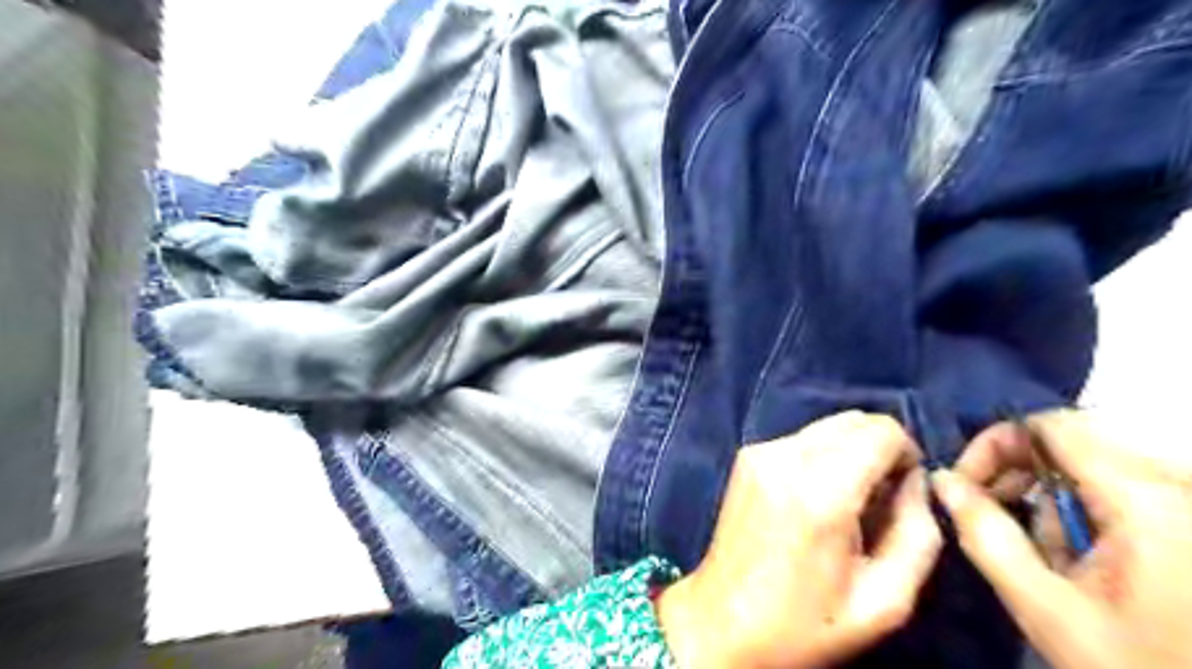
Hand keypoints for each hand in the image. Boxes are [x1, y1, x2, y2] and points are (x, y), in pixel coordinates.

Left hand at [651, 411, 940, 665]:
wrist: (722, 621)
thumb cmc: (805, 623)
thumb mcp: (886, 601)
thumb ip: (918, 533)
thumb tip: (916, 481)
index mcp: (821, 490)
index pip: (882, 431)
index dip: (907, 455)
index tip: (904, 493)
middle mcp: (786, 457)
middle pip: (855, 420)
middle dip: (879, 451)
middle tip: (878, 501)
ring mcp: (760, 452)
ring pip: (828, 427)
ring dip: (849, 453)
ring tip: (845, 504)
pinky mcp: (746, 456)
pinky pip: (801, 439)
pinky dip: (821, 457)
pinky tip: (814, 499)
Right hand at [930, 407, 1191, 667]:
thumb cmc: (1135, 665)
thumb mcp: (1044, 606)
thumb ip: (985, 534)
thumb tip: (943, 479)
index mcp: (1145, 500)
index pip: (1050, 425)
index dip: (995, 443)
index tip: (968, 484)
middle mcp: (1181, 485)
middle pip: (1074, 443)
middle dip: (1023, 475)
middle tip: (997, 516)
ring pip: (1100, 464)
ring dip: (1058, 497)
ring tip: (1053, 553)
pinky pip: (1131, 484)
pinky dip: (1094, 507)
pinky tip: (1092, 557)